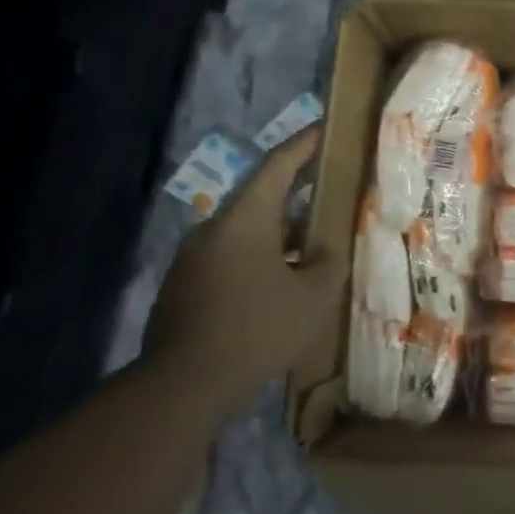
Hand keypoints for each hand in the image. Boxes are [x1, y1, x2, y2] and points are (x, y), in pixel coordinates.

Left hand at [143, 127, 346, 397]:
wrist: (184, 385)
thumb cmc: (258, 329)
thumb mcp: (314, 295)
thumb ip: (328, 262)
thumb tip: (325, 250)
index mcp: (244, 221)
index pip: (277, 168)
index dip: (303, 145)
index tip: (324, 128)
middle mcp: (213, 230)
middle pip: (261, 199)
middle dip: (297, 194)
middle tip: (331, 189)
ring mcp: (194, 260)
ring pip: (247, 232)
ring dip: (282, 233)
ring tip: (316, 244)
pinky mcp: (186, 287)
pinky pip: (233, 258)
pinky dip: (263, 258)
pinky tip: (285, 282)